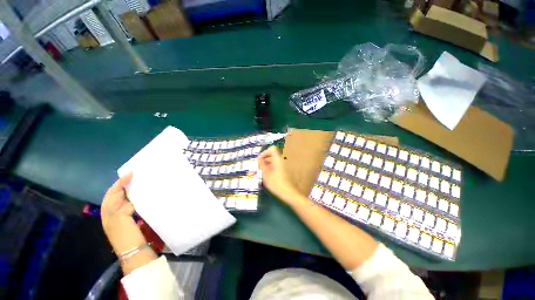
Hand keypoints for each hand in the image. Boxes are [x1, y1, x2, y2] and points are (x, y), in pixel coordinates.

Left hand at [101, 173, 146, 254]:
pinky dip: (132, 198)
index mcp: (108, 213)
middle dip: (122, 185)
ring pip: (122, 200)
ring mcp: (120, 217)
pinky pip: (128, 205)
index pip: (112, 193)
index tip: (131, 173)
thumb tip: (130, 200)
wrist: (133, 252)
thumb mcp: (122, 221)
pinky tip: (140, 196)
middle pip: (115, 195)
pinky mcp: (128, 220)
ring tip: (137, 183)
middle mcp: (111, 213)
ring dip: (128, 191)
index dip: (120, 182)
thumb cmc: (126, 236)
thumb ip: (123, 208)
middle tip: (134, 176)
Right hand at [258, 146, 301, 205]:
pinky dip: (270, 168)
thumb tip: (259, 159)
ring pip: (273, 161)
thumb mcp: (266, 174)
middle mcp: (281, 161)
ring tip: (261, 172)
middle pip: (272, 155)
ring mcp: (283, 166)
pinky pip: (275, 166)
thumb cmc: (276, 184)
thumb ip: (262, 165)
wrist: (288, 193)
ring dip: (266, 164)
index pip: (272, 149)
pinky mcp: (284, 171)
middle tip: (258, 167)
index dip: (264, 153)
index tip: (259, 160)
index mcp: (277, 160)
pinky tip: (266, 176)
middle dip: (264, 159)